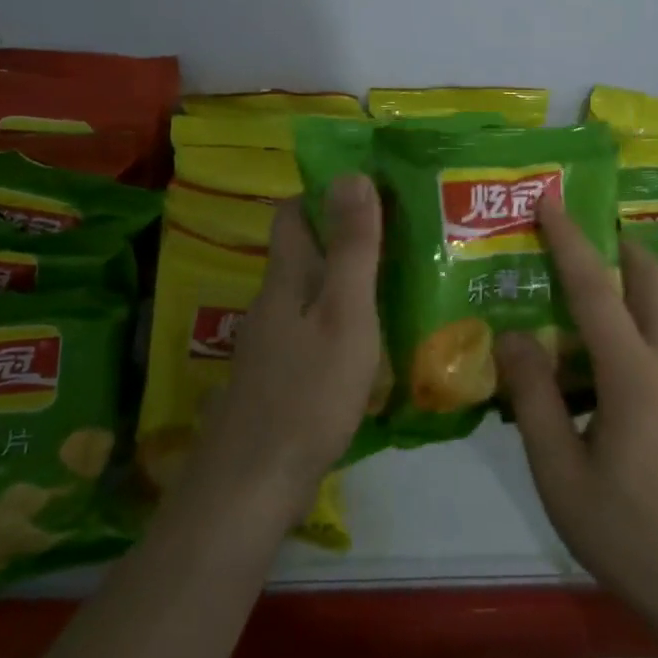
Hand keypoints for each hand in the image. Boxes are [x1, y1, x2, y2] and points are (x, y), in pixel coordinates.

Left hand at [195, 177, 382, 511]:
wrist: (253, 484)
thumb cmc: (308, 392)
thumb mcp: (344, 313)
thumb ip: (352, 248)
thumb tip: (352, 174)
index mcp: (287, 277)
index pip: (294, 212)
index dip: (326, 191)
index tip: (374, 184)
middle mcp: (274, 301)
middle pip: (305, 251)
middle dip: (346, 234)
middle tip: (404, 230)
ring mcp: (273, 342)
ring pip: (312, 291)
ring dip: (348, 278)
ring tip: (402, 277)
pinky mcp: (280, 376)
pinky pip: (314, 328)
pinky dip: (343, 318)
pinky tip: (374, 337)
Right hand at [497, 201, 657, 631]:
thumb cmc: (629, 533)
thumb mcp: (560, 473)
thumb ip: (533, 399)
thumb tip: (512, 337)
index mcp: (635, 373)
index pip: (595, 288)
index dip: (568, 239)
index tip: (550, 197)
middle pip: (651, 278)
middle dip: (617, 244)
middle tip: (579, 232)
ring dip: (631, 282)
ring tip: (587, 292)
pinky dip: (640, 319)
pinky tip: (610, 356)